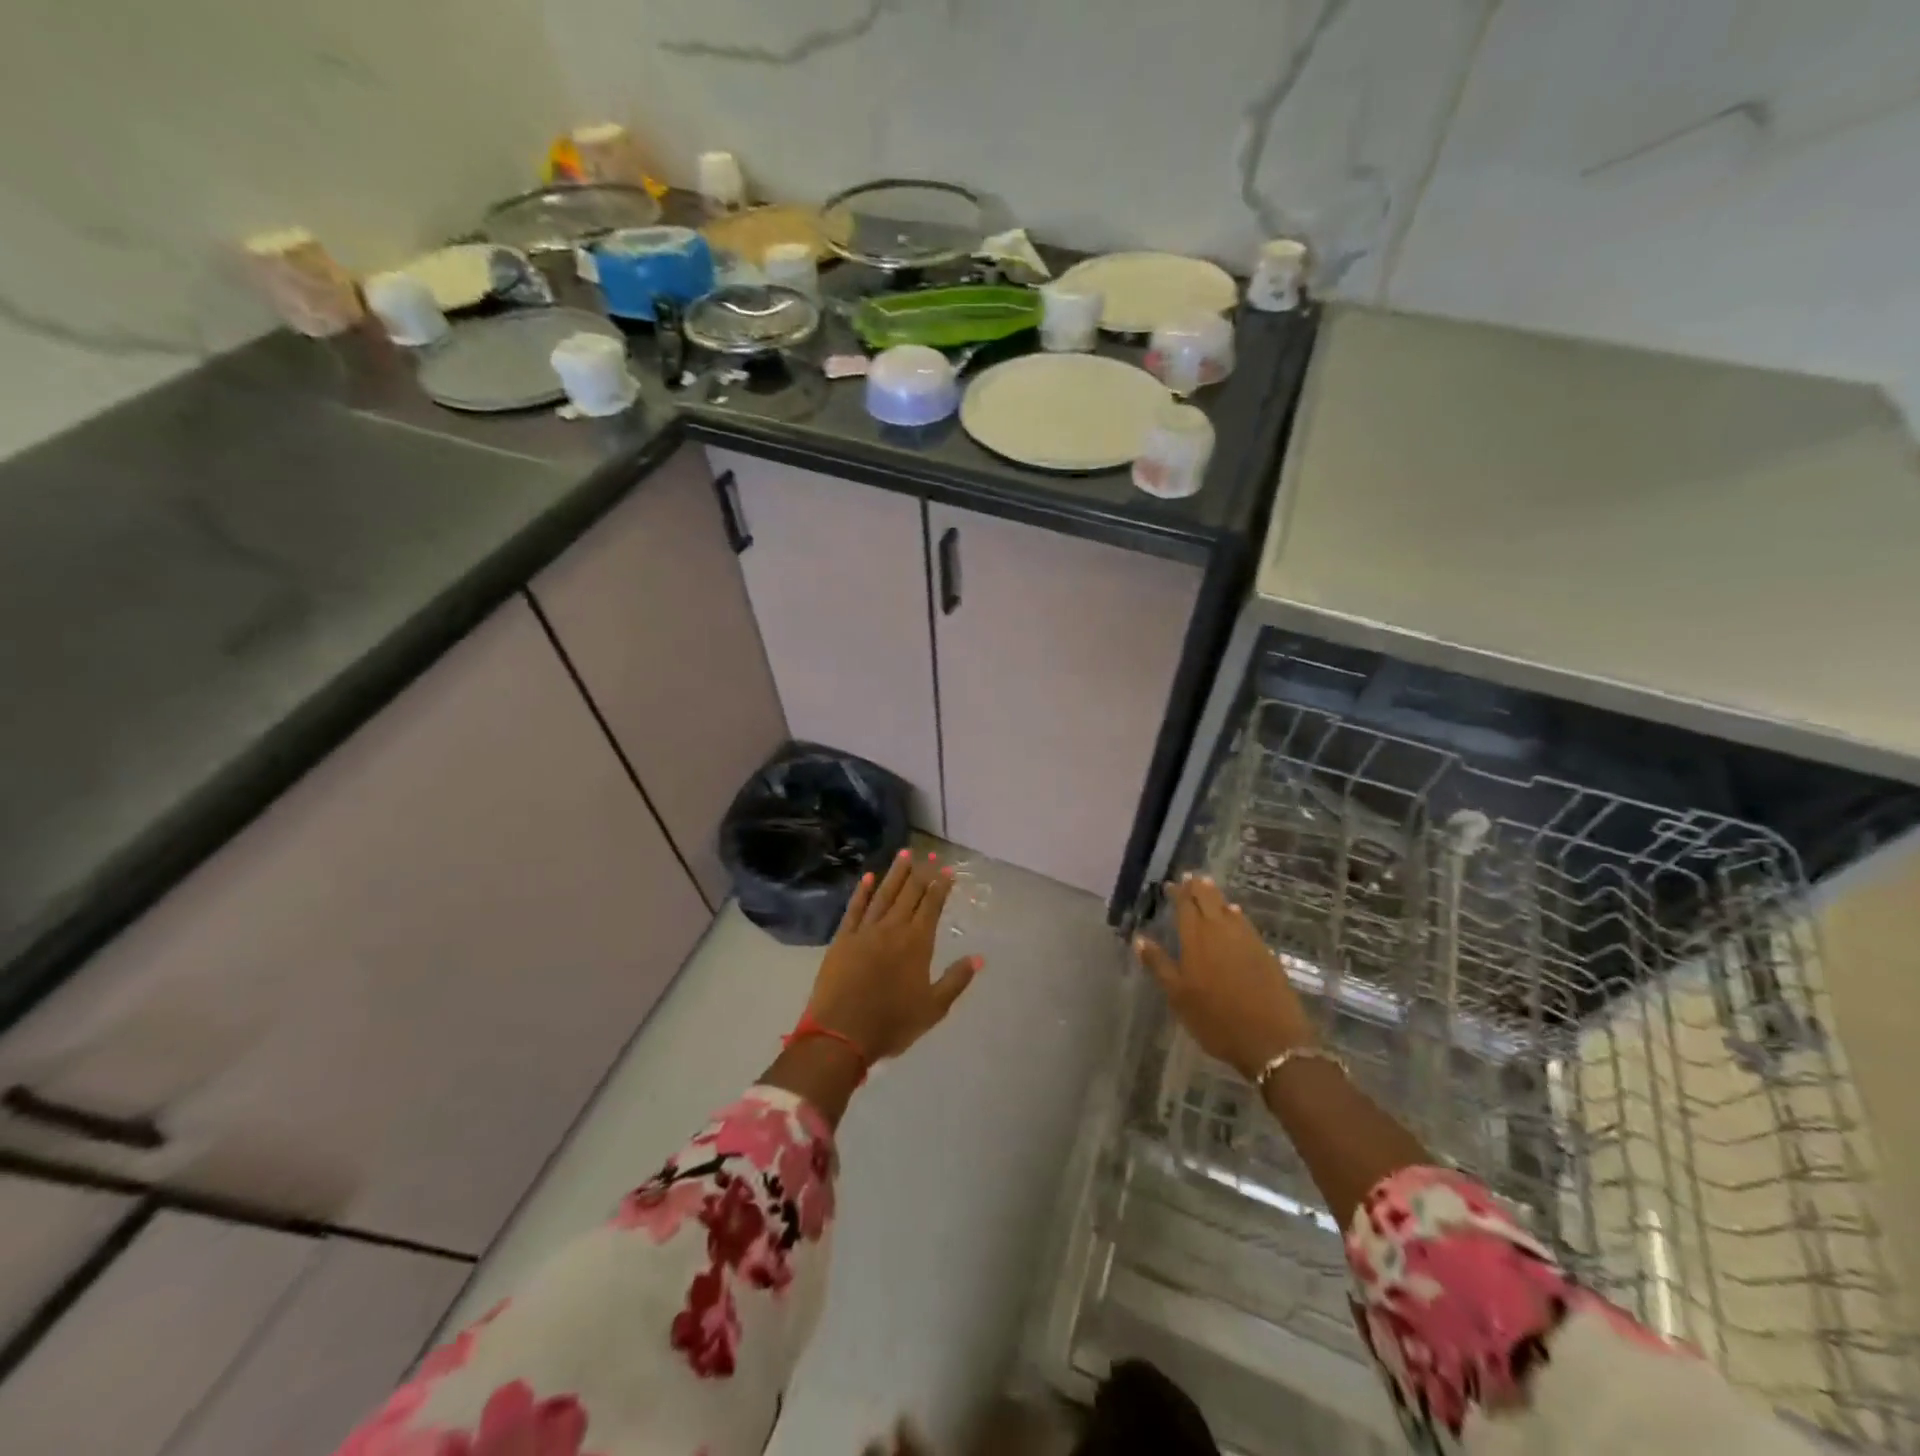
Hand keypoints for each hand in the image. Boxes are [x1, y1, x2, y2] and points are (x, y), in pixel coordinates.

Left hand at [805, 849, 980, 1062]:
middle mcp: (892, 929)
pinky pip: (854, 909)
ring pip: (883, 895)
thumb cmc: (892, 1024)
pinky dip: (862, 892)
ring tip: (904, 853)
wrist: (841, 1033)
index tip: (946, 870)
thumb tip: (978, 957)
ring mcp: (865, 931)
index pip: (931, 906)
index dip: (940, 887)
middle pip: (909, 894)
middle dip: (921, 873)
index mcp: (916, 944)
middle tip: (928, 854)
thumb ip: (955, 980)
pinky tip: (868, 877)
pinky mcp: (842, 939)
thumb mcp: (933, 1008)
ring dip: (895, 874)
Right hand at [1135, 874, 1314, 1079]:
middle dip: (1198, 887)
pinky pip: (1245, 923)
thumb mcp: (1178, 996)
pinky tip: (1235, 915)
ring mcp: (1247, 940)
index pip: (1186, 905)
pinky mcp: (1265, 952)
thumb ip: (1158, 964)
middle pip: (1209, 900)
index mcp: (1196, 938)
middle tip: (1191, 877)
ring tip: (1209, 888)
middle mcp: (1221, 931)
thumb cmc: (1216, 1019)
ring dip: (1217, 897)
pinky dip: (1236, 915)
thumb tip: (1139, 938)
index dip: (1178, 892)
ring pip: (1228, 909)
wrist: (1271, 1040)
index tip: (1172, 884)